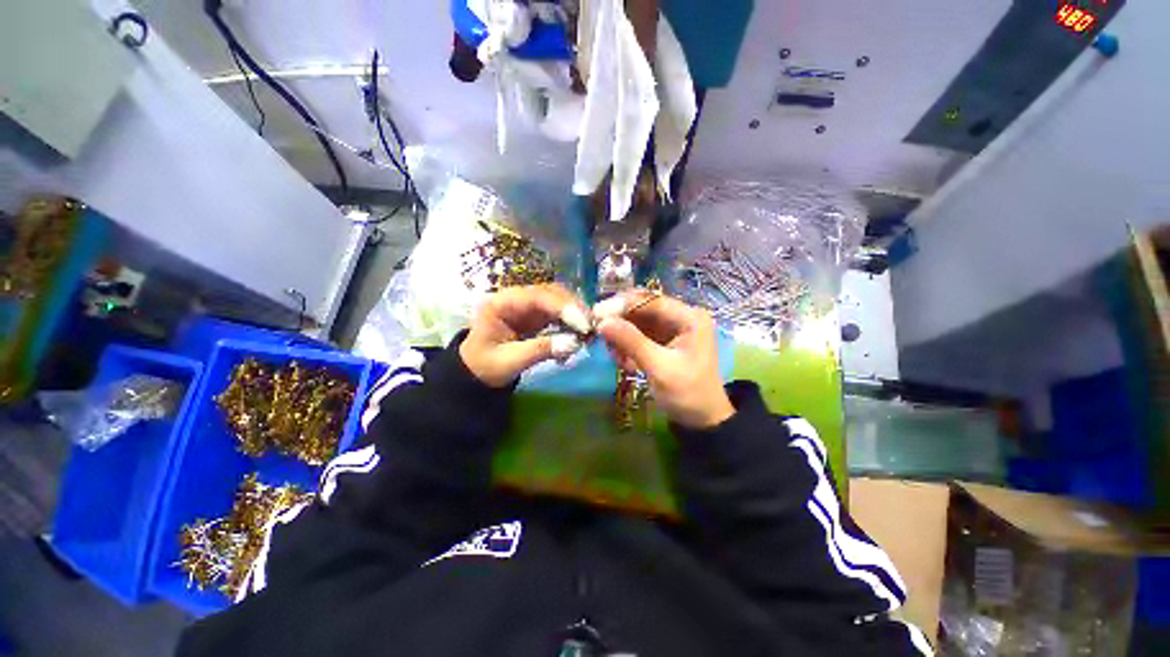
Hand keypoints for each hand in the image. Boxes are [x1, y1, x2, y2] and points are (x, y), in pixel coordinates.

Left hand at [460, 284, 586, 387]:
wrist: (477, 372)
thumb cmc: (486, 366)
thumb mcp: (509, 362)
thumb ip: (540, 350)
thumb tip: (574, 344)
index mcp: (501, 303)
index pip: (536, 296)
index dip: (562, 306)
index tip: (583, 323)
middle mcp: (516, 297)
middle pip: (551, 293)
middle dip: (574, 308)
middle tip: (592, 328)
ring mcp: (528, 305)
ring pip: (559, 300)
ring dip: (577, 314)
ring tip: (589, 333)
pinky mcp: (538, 315)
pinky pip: (560, 313)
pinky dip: (572, 323)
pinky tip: (579, 337)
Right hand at [596, 293, 734, 428]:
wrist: (702, 419)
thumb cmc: (687, 393)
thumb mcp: (660, 368)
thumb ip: (632, 342)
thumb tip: (602, 322)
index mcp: (689, 317)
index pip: (651, 300)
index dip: (622, 304)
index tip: (596, 314)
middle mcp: (680, 316)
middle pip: (642, 308)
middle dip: (620, 321)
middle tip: (598, 333)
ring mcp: (671, 328)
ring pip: (636, 321)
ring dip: (621, 335)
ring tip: (615, 356)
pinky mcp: (662, 340)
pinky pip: (638, 334)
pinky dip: (627, 345)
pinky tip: (624, 362)